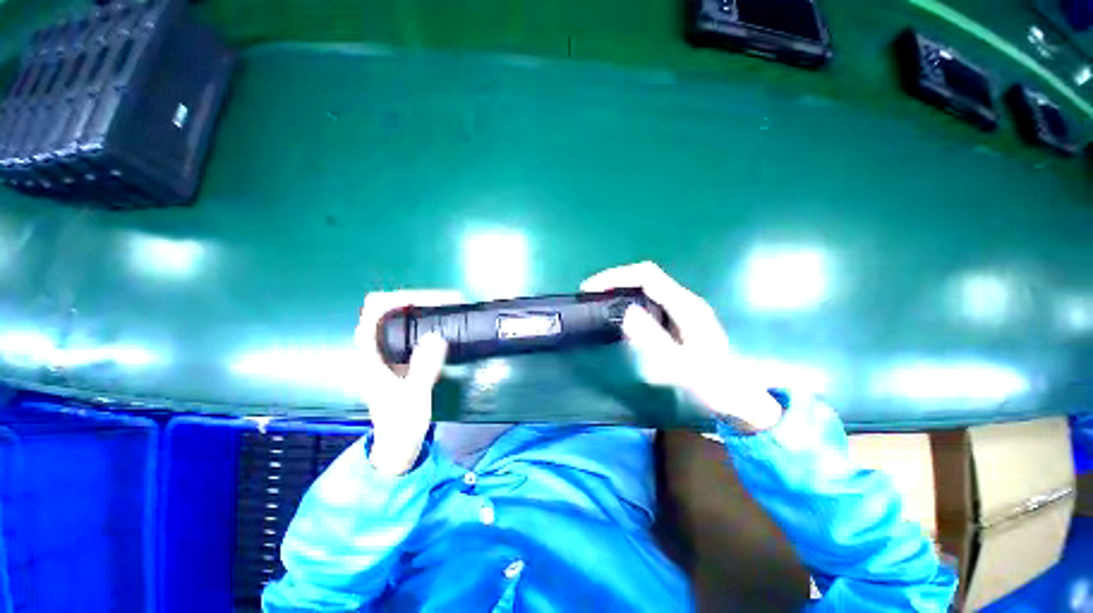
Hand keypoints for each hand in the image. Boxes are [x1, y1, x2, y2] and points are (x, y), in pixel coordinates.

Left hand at [355, 290, 462, 475]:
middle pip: (385, 307)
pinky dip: (423, 319)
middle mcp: (372, 348)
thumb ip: (423, 368)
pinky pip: (407, 327)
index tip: (430, 300)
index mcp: (368, 355)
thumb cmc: (401, 424)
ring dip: (420, 307)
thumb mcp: (414, 397)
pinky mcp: (396, 357)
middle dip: (414, 299)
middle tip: (443, 302)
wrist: (397, 444)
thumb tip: (436, 337)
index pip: (375, 311)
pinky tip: (440, 324)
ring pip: (396, 316)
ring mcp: (384, 352)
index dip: (401, 298)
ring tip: (445, 307)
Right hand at [582, 262, 781, 431]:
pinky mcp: (677, 321)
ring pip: (645, 288)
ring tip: (597, 303)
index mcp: (686, 306)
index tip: (590, 289)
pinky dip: (627, 302)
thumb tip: (625, 312)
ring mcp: (682, 310)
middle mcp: (684, 301)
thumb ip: (654, 340)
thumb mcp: (681, 367)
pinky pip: (648, 301)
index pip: (646, 275)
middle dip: (614, 281)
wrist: (737, 402)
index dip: (616, 276)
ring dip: (619, 290)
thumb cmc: (711, 386)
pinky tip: (617, 316)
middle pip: (644, 277)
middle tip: (589, 297)